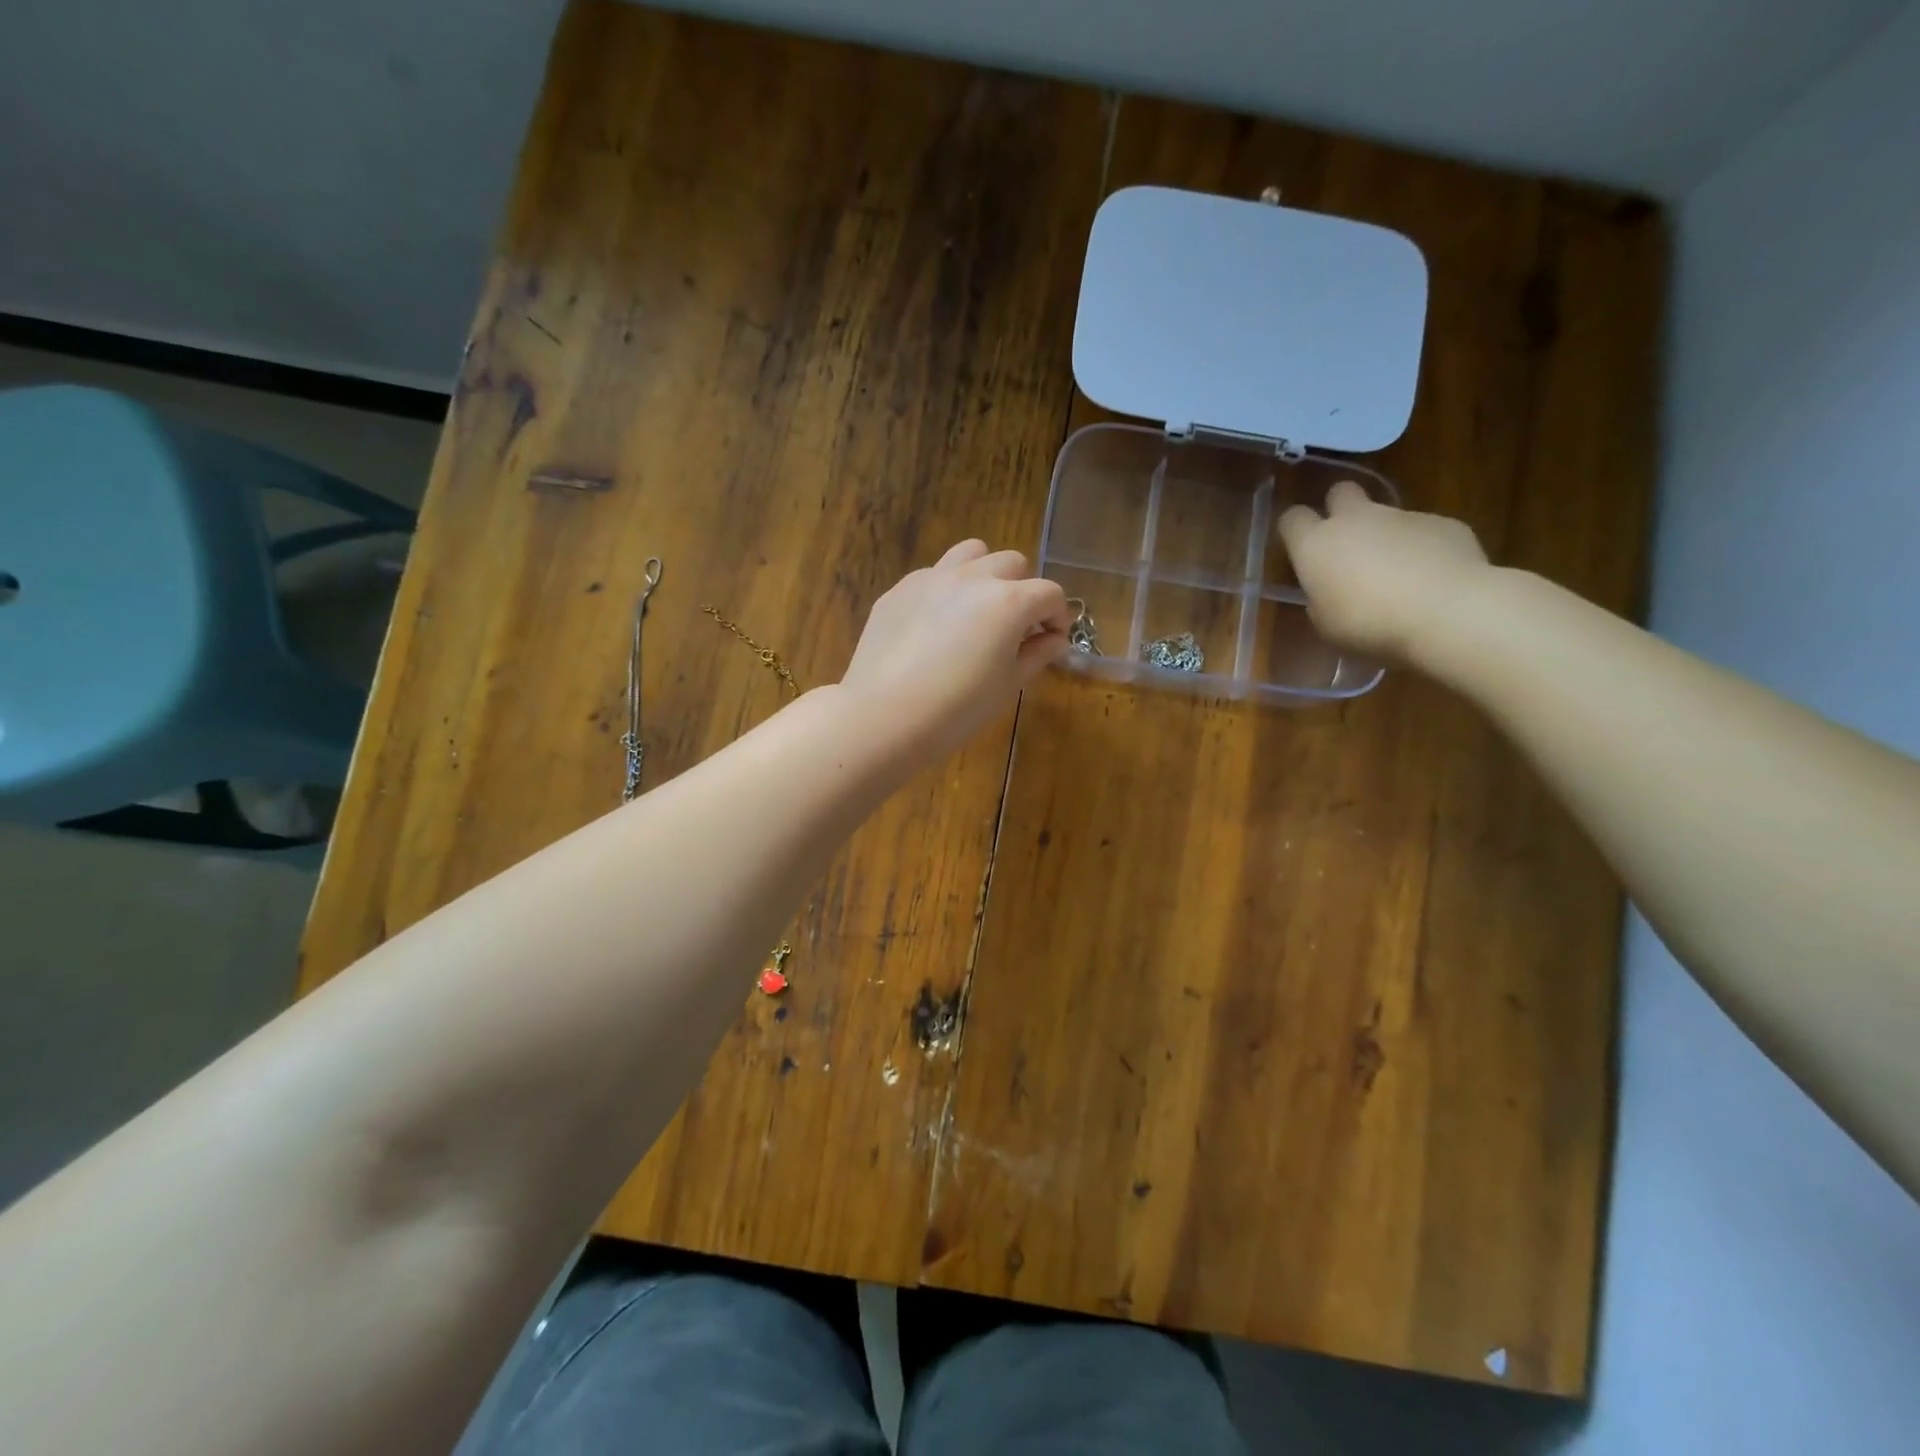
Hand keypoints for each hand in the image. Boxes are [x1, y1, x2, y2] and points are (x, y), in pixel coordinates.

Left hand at [840, 540, 1071, 761]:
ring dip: (985, 574)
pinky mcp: (899, 590)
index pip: (1049, 593)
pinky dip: (946, 591)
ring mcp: (931, 578)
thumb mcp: (1008, 685)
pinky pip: (933, 575)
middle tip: (1015, 627)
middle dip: (1023, 590)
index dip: (1058, 616)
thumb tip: (1054, 639)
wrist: (884, 716)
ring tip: (978, 609)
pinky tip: (935, 627)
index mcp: (1008, 601)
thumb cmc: (958, 709)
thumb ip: (1037, 654)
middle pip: (1012, 563)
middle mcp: (972, 578)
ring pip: (971, 553)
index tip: (1052, 640)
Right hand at [1277, 482, 1490, 663]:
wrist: (1447, 612)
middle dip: (1339, 509)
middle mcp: (1356, 519)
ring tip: (1399, 577)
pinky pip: (1424, 532)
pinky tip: (1433, 580)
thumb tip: (1329, 592)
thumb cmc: (1369, 625)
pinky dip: (1423, 549)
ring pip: (1386, 515)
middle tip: (1346, 543)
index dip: (1294, 531)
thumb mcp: (1326, 625)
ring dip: (1385, 537)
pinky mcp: (1444, 523)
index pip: (1292, 518)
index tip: (1300, 550)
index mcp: (1316, 544)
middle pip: (1340, 491)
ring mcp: (1403, 516)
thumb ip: (1321, 598)